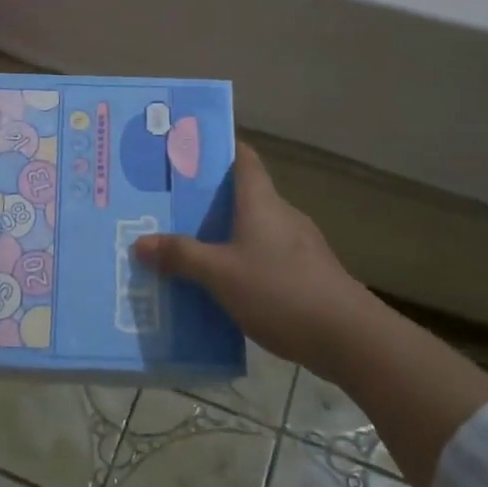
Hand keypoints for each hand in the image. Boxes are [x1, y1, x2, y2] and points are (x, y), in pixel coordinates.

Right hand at [134, 143, 369, 371]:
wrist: (348, 337)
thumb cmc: (280, 291)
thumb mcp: (220, 274)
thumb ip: (180, 256)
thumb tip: (139, 242)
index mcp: (261, 202)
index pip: (243, 158)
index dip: (218, 148)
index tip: (186, 151)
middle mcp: (282, 215)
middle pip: (242, 195)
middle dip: (207, 200)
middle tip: (168, 208)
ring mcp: (299, 246)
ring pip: (252, 230)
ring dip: (222, 236)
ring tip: (186, 250)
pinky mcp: (307, 274)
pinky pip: (264, 258)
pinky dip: (240, 264)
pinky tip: (221, 287)